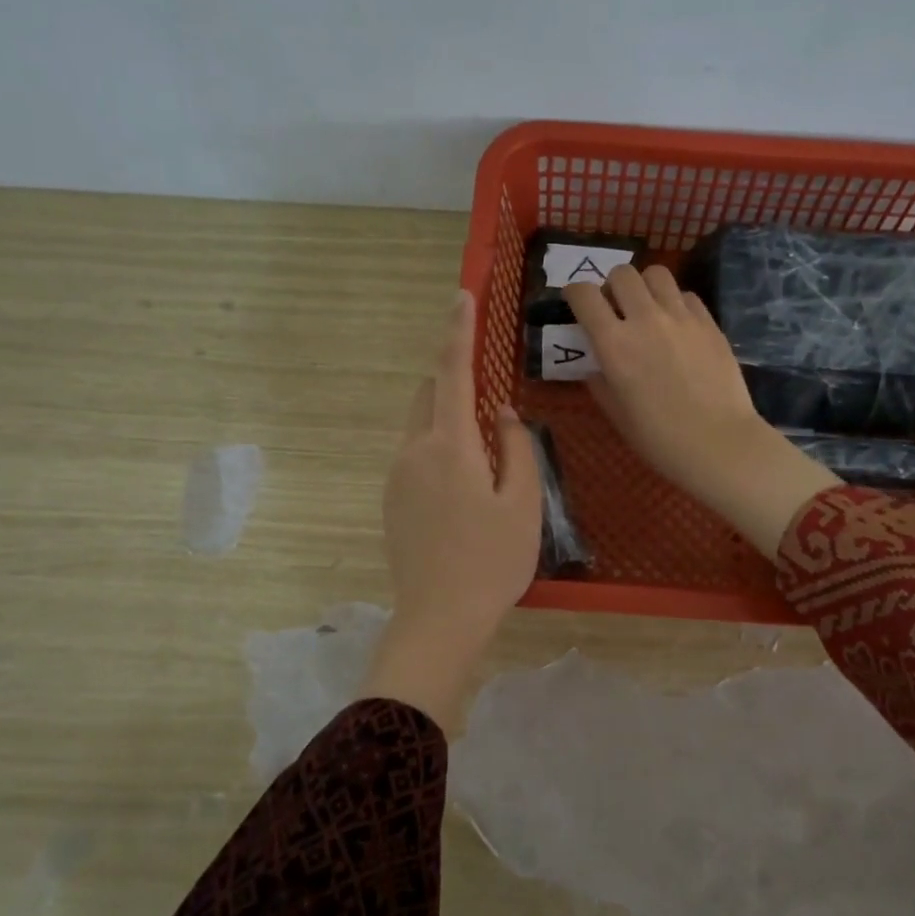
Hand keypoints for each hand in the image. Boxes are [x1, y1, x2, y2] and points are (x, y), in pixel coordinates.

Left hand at [360, 290, 539, 734]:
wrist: (439, 619)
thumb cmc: (492, 561)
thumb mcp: (523, 502)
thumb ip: (516, 447)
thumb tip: (502, 413)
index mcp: (449, 445)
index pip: (451, 373)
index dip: (456, 331)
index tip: (460, 296)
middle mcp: (413, 451)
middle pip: (429, 396)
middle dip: (454, 382)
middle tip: (490, 402)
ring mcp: (396, 477)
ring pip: (421, 427)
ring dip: (448, 420)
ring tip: (485, 457)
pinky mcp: (391, 501)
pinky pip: (415, 456)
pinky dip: (439, 450)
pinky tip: (464, 490)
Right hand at [563, 267, 837, 559]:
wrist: (719, 443)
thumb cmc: (660, 439)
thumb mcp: (618, 416)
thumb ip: (601, 383)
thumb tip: (596, 366)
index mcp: (614, 344)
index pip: (584, 295)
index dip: (574, 293)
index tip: (575, 303)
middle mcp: (645, 320)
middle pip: (622, 273)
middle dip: (611, 285)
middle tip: (615, 308)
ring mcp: (681, 317)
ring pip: (657, 274)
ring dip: (645, 286)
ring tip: (647, 308)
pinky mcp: (709, 322)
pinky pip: (686, 295)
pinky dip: (675, 302)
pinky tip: (677, 325)